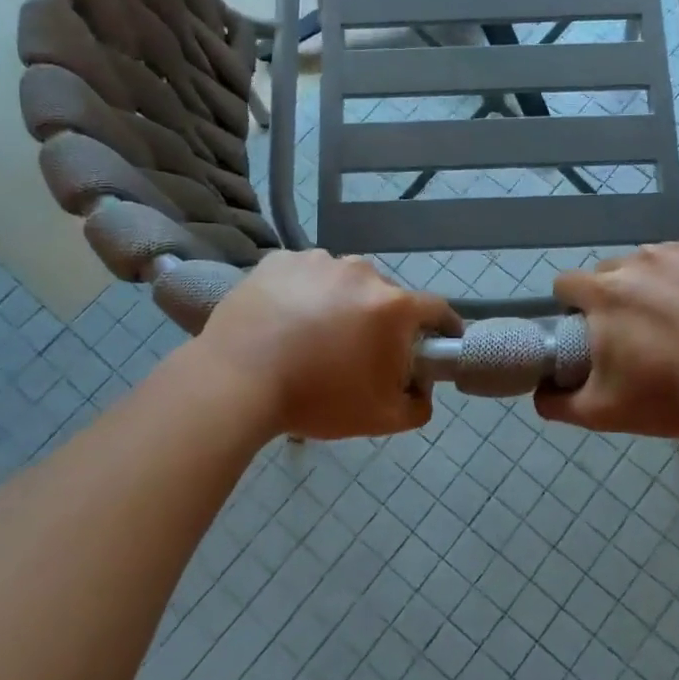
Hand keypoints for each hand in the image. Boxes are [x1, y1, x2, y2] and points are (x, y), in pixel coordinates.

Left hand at [197, 250, 461, 440]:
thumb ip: (418, 406)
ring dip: (340, 304)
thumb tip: (421, 389)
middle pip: (386, 296)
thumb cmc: (316, 399)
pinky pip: (305, 275)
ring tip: (313, 336)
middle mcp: (362, 272)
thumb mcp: (381, 419)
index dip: (443, 327)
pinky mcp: (280, 260)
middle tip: (359, 353)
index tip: (438, 343)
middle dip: (381, 321)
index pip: (437, 309)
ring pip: (343, 282)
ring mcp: (318, 261)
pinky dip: (303, 293)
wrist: (235, 382)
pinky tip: (285, 321)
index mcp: (393, 306)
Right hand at [536, 239, 678, 439]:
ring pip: (661, 260)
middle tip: (645, 332)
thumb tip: (539, 391)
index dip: (574, 308)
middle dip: (620, 295)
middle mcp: (642, 259)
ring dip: (663, 282)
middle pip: (615, 270)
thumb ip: (558, 402)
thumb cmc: (674, 396)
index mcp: (605, 292)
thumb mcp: (604, 413)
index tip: (594, 331)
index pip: (568, 284)